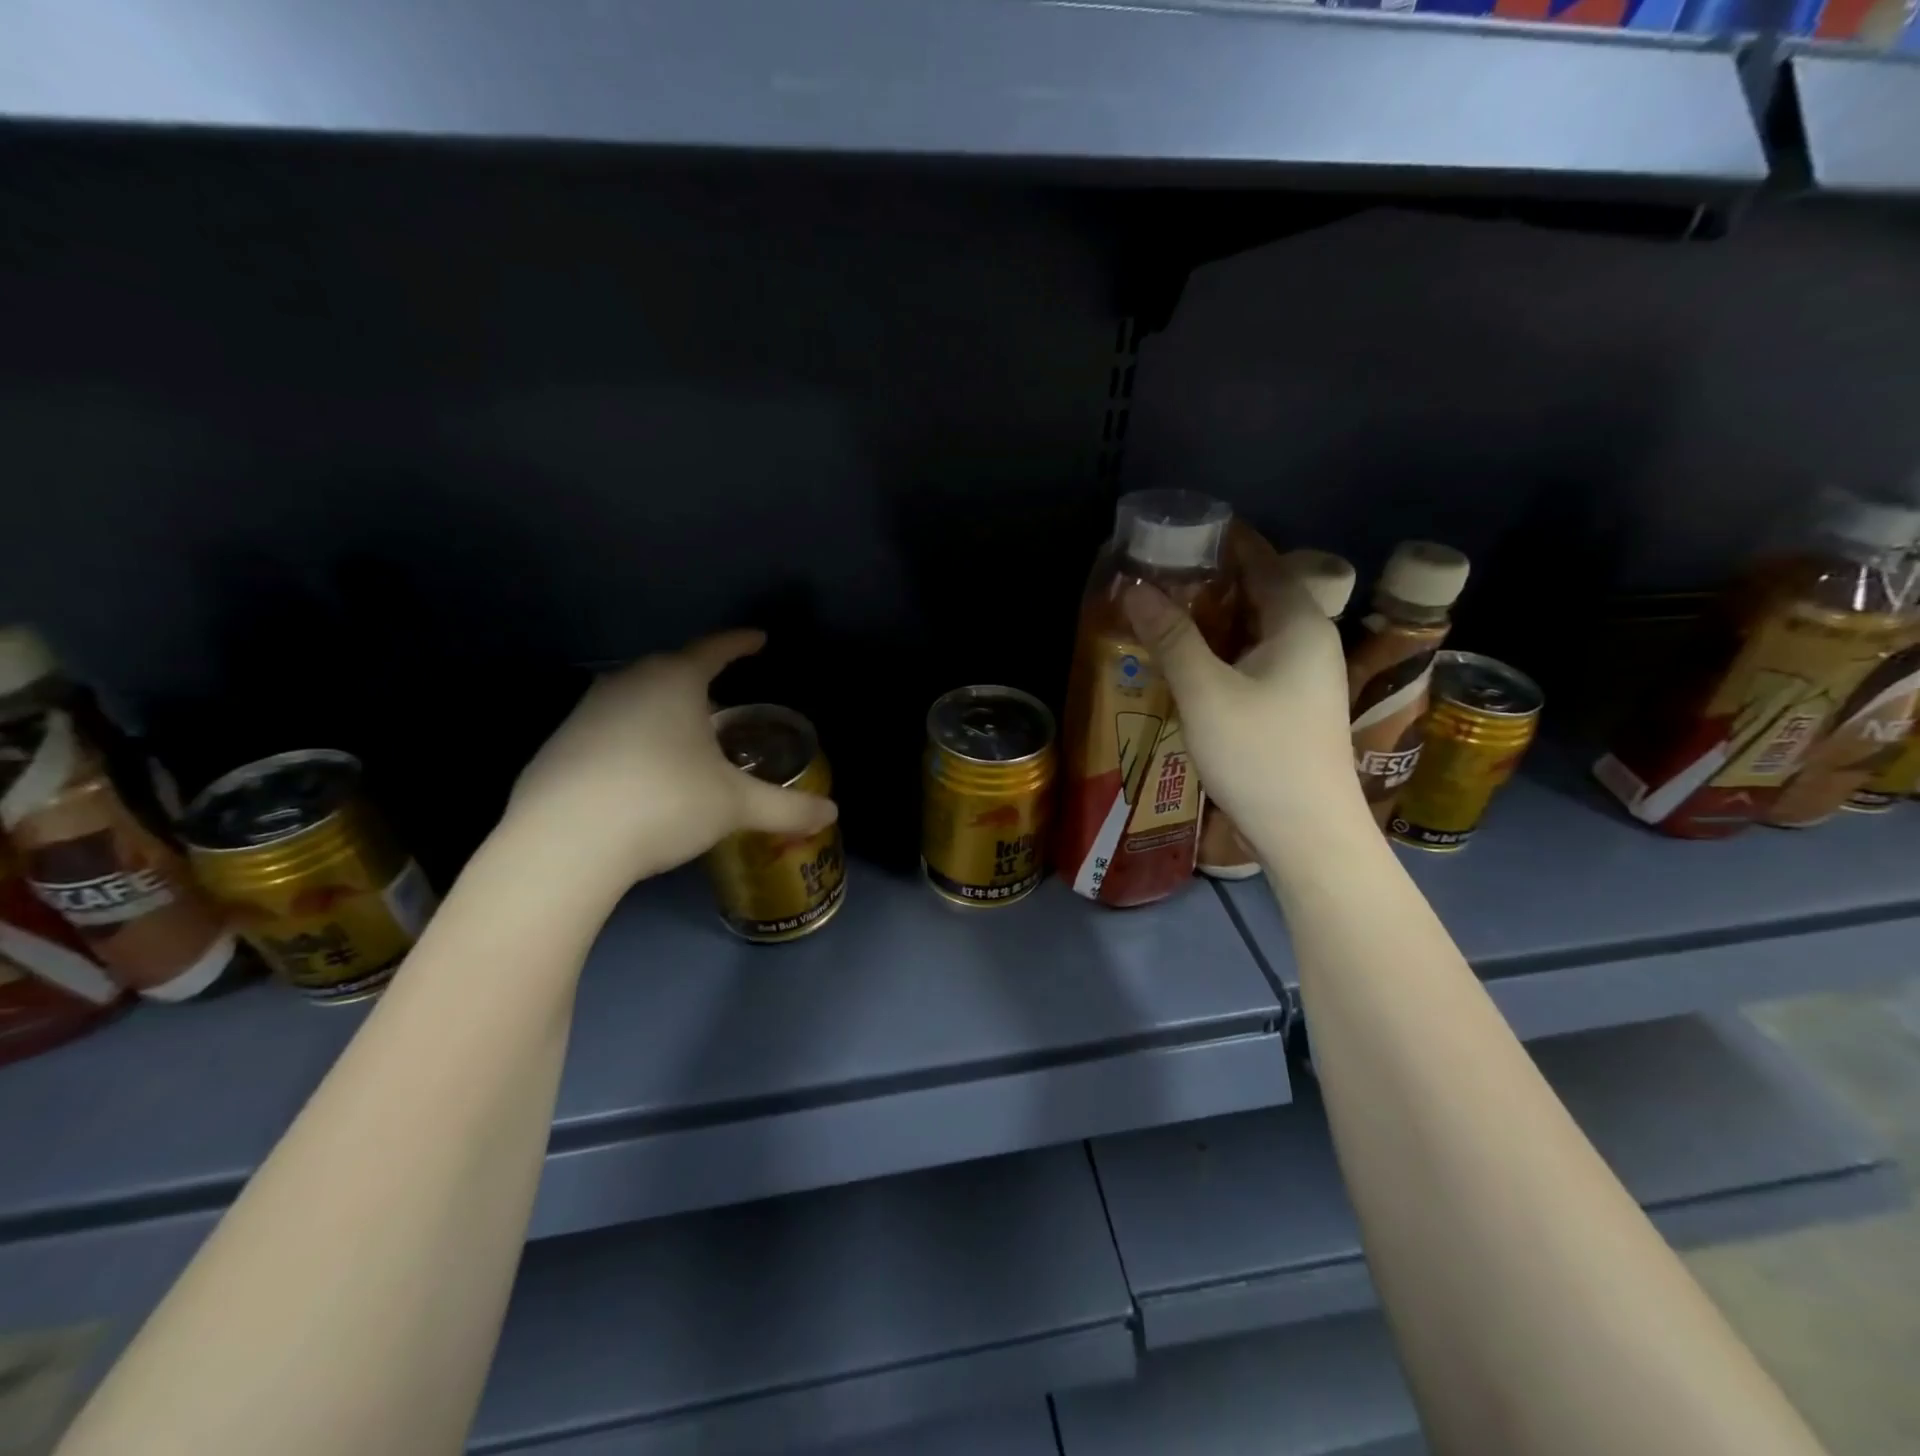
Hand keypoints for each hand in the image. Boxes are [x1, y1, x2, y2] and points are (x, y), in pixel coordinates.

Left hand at [502, 630, 837, 890]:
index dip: (740, 644)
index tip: (758, 639)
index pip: (715, 649)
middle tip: (726, 701)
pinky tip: (643, 771)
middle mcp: (628, 682)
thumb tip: (832, 813)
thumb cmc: (664, 803)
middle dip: (702, 680)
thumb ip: (787, 807)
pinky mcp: (561, 743)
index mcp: (674, 681)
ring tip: (687, 738)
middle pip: (673, 670)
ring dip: (666, 710)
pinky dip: (635, 737)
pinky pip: (611, 727)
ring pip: (639, 698)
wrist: (564, 845)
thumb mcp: (735, 805)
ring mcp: (587, 711)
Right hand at [1124, 527, 1364, 857]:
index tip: (1179, 529)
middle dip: (1210, 578)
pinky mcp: (1293, 703)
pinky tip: (1188, 659)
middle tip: (1158, 572)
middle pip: (1259, 591)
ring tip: (1162, 610)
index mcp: (1299, 624)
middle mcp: (1310, 640)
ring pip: (1255, 627)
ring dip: (1213, 616)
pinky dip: (1222, 647)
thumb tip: (1135, 587)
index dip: (1224, 540)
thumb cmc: (1260, 756)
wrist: (1308, 834)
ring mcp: (1305, 675)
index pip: (1262, 560)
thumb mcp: (1206, 693)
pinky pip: (1255, 656)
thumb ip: (1171, 637)